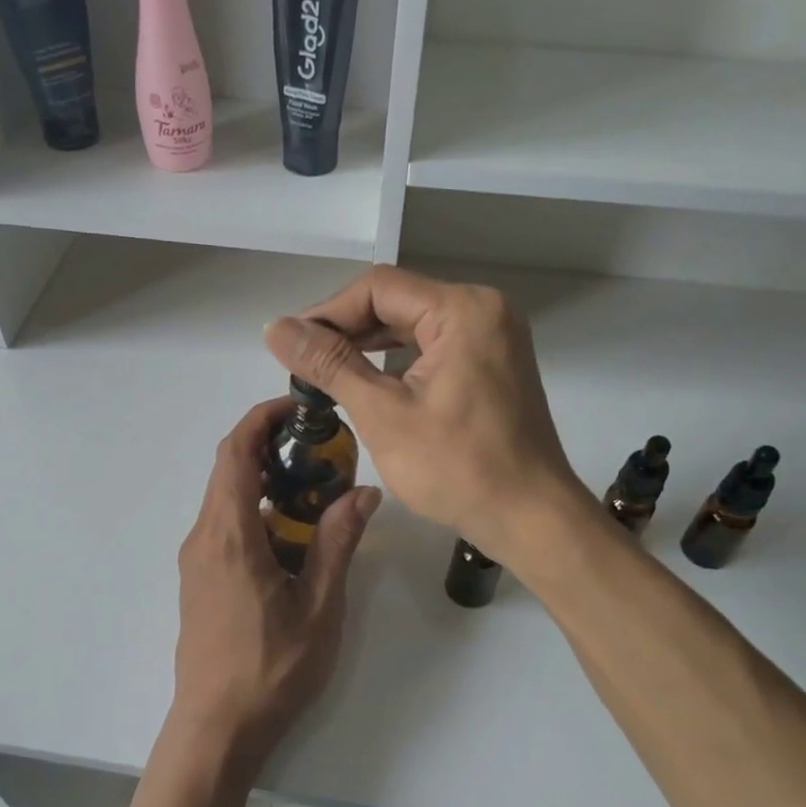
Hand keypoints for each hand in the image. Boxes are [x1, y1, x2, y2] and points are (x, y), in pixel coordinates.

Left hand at [171, 398, 381, 771]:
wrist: (216, 729)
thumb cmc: (271, 670)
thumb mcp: (319, 606)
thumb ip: (338, 542)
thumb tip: (364, 491)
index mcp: (229, 534)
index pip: (234, 452)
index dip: (261, 418)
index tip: (299, 408)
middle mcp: (204, 537)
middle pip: (228, 468)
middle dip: (269, 445)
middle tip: (320, 447)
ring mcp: (197, 559)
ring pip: (227, 497)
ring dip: (265, 480)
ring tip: (315, 487)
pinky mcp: (200, 579)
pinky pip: (226, 525)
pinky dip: (257, 510)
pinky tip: (293, 535)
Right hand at [263, 266, 582, 561]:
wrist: (530, 518)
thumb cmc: (457, 468)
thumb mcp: (383, 414)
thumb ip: (329, 365)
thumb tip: (275, 328)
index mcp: (463, 310)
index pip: (377, 288)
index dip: (327, 313)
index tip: (291, 346)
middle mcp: (483, 310)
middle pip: (396, 302)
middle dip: (345, 330)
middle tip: (302, 364)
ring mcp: (493, 336)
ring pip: (413, 325)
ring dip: (368, 345)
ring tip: (325, 374)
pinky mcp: (492, 363)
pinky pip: (433, 346)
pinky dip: (397, 361)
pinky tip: (367, 382)